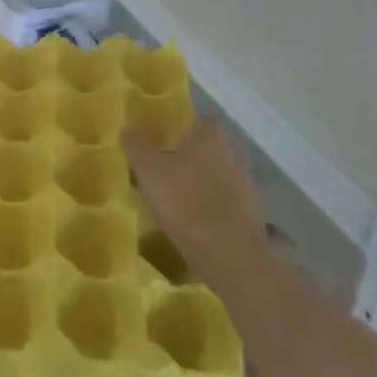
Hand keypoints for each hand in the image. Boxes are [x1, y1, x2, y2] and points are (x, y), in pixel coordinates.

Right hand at [123, 122, 270, 296]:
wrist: (230, 256)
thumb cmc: (186, 202)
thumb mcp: (149, 170)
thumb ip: (136, 146)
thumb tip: (126, 129)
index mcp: (210, 136)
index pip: (193, 121)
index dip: (174, 129)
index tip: (156, 141)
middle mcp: (232, 154)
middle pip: (203, 149)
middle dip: (184, 158)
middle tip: (158, 171)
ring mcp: (245, 185)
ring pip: (213, 176)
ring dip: (196, 184)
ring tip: (171, 200)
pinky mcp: (250, 215)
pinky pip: (222, 202)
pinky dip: (207, 208)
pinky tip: (190, 222)